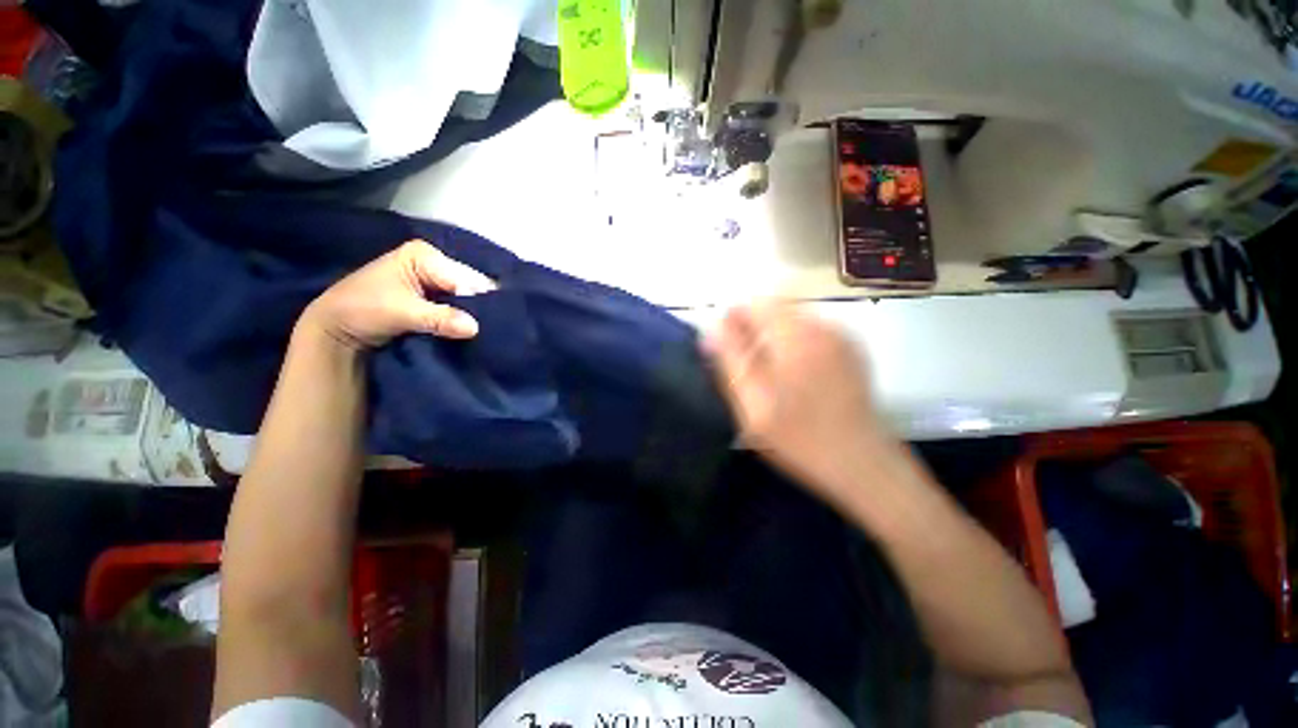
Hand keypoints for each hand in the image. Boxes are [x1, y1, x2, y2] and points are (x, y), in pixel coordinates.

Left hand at [302, 240, 494, 349]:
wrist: (337, 328)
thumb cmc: (362, 310)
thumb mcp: (401, 313)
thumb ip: (439, 318)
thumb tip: (475, 327)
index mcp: (424, 254)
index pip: (464, 277)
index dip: (476, 300)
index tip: (486, 323)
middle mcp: (435, 262)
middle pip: (470, 284)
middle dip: (478, 306)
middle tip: (491, 328)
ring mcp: (436, 279)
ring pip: (468, 296)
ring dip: (474, 314)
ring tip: (486, 330)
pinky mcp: (436, 296)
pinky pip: (461, 305)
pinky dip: (467, 317)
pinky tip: (473, 329)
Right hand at [705, 301, 886, 496]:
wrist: (864, 464)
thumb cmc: (801, 439)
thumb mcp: (752, 407)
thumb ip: (730, 363)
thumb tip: (711, 330)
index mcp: (795, 338)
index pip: (755, 303)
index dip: (733, 318)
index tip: (724, 345)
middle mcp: (822, 327)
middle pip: (775, 307)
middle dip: (752, 329)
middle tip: (745, 366)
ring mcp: (841, 336)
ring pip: (792, 319)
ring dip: (772, 336)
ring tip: (769, 375)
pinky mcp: (852, 349)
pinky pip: (811, 332)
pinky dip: (793, 343)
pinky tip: (795, 377)